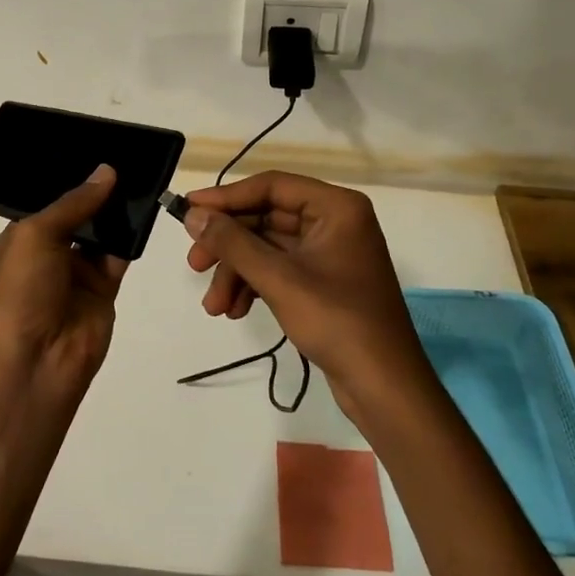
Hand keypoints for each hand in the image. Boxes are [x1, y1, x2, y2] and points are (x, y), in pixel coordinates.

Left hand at [0, 165, 128, 402]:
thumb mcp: (35, 236)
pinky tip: (146, 207)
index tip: (94, 149)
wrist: (34, 363)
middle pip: (77, 216)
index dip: (68, 180)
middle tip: (125, 155)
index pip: (46, 203)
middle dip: (96, 192)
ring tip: (140, 172)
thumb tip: (106, 172)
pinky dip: (132, 236)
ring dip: (116, 211)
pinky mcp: (103, 291)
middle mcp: (47, 255)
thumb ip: (73, 204)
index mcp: (19, 241)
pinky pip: (120, 256)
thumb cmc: (19, 292)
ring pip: (101, 234)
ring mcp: (76, 275)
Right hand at [181, 171, 429, 412]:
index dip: (227, 197)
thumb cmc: (337, 322)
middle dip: (229, 245)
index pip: (272, 187)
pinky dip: (254, 285)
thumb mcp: (279, 279)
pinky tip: (235, 311)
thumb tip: (193, 215)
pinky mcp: (324, 281)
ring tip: (214, 307)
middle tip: (194, 264)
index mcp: (336, 207)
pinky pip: (279, 269)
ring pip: (268, 247)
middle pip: (266, 218)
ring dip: (237, 272)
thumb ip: (233, 243)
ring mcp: (330, 252)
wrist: (385, 388)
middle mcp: (335, 221)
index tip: (189, 209)